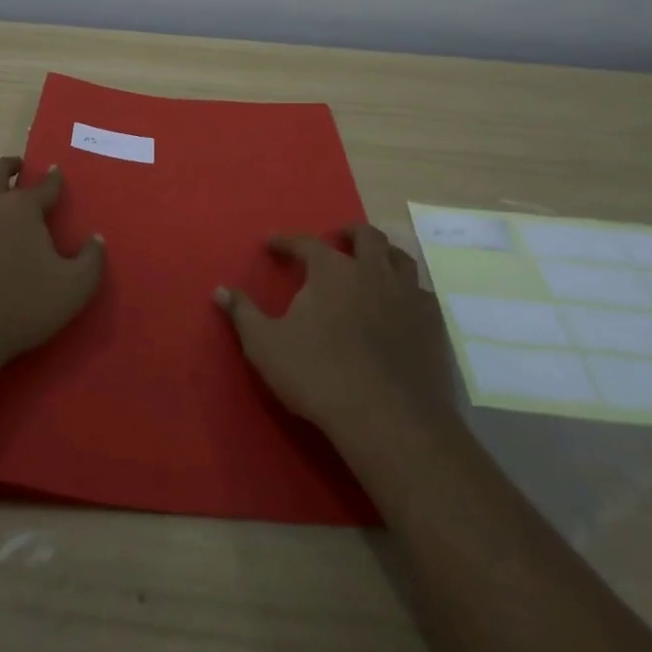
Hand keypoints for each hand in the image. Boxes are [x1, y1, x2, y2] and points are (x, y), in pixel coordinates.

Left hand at [0, 156, 104, 371]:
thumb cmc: (21, 306)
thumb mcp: (74, 288)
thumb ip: (92, 259)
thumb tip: (96, 238)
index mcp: (21, 208)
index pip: (44, 185)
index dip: (54, 179)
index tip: (57, 172)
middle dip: (9, 166)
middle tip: (19, 167)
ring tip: (1, 213)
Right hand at [215, 225, 450, 437]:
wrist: (388, 418)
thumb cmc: (318, 375)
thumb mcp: (265, 345)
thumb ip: (243, 314)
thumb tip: (219, 290)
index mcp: (332, 270)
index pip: (306, 242)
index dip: (287, 241)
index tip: (272, 243)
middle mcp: (372, 271)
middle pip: (366, 236)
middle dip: (349, 234)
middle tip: (337, 240)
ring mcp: (407, 296)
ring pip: (401, 259)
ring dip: (384, 256)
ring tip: (374, 265)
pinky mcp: (432, 325)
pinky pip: (422, 295)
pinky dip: (409, 293)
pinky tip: (402, 307)